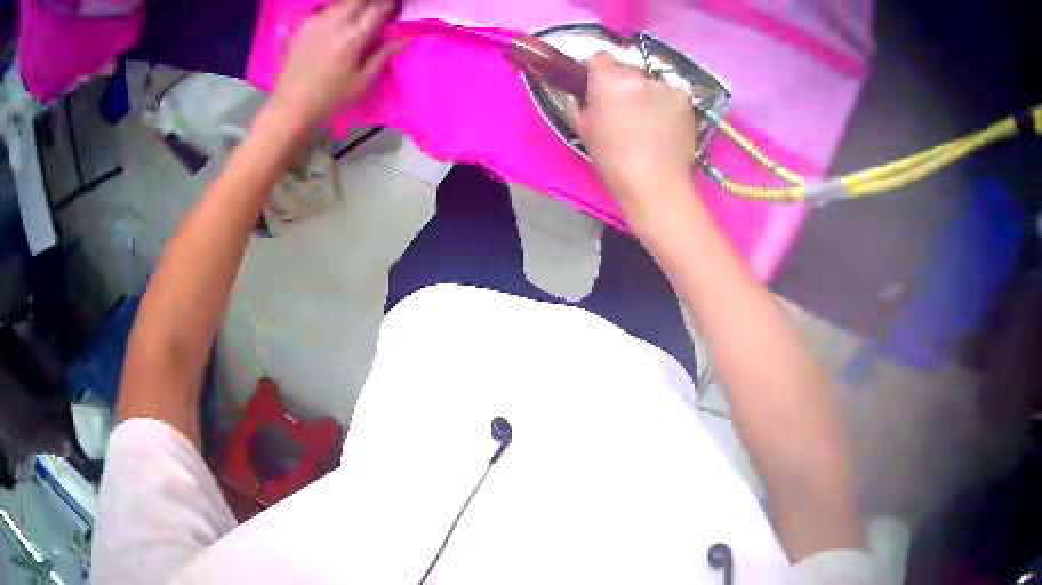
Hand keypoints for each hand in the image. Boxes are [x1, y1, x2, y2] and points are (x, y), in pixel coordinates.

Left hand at [272, 0, 403, 128]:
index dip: (390, 5)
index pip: (378, 8)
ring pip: (341, 3)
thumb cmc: (330, 99)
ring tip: (359, 15)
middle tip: (377, 11)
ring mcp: (315, 23)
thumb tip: (406, 38)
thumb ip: (384, 54)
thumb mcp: (362, 81)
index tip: (396, 6)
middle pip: (358, 0)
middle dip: (371, 3)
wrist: (290, 108)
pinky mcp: (303, 27)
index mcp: (352, 38)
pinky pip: (325, 10)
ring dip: (354, 5)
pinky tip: (339, 22)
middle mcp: (334, 23)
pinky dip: (336, 11)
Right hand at [577, 53, 696, 222]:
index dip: (599, 72)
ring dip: (647, 95)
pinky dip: (665, 106)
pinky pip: (669, 96)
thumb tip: (594, 97)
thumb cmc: (614, 161)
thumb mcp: (586, 130)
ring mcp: (667, 88)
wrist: (657, 184)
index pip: (601, 57)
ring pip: (651, 83)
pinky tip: (665, 128)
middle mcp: (639, 77)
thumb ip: (588, 104)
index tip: (599, 88)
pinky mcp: (686, 101)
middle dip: (624, 85)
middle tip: (624, 109)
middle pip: (628, 70)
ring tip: (648, 122)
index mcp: (610, 81)